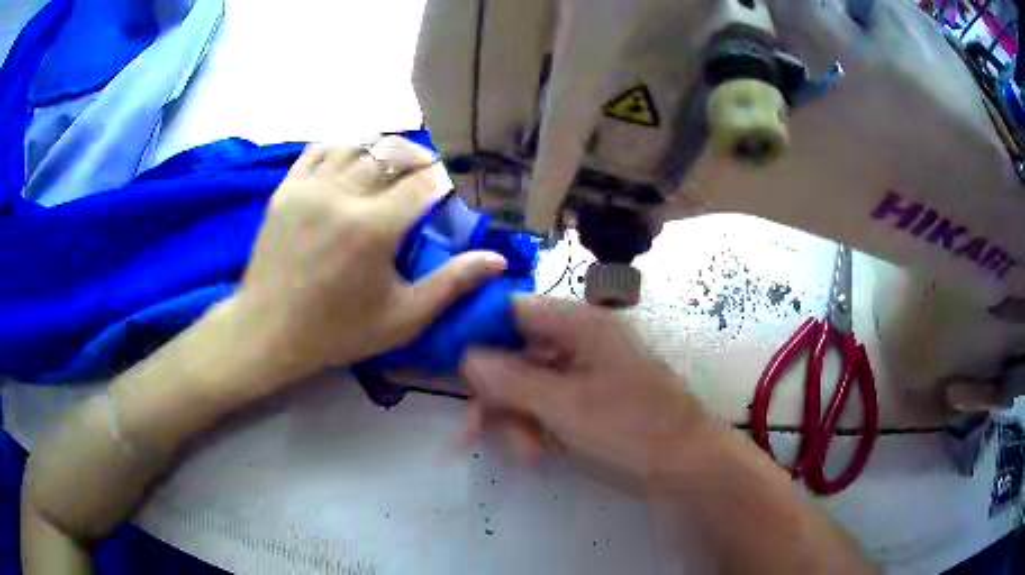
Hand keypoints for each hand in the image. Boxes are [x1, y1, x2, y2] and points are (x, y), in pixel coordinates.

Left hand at [226, 137, 506, 394]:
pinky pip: (322, 148)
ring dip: (385, 149)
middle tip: (430, 177)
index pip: (425, 182)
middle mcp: (341, 195)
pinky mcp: (287, 187)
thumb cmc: (337, 331)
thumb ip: (451, 285)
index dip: (447, 181)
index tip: (455, 191)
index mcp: (373, 228)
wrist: (267, 330)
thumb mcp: (402, 319)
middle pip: (394, 153)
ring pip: (359, 143)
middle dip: (421, 159)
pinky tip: (355, 161)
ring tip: (395, 166)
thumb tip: (497, 260)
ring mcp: (309, 186)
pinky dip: (346, 147)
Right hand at [461, 296, 709, 484]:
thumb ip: (510, 379)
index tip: (451, 368)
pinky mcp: (589, 396)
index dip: (478, 334)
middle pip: (516, 353)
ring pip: (529, 383)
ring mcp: (585, 369)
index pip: (513, 310)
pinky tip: (536, 453)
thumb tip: (465, 356)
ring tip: (525, 454)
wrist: (686, 463)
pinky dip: (536, 425)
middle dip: (497, 395)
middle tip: (474, 431)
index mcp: (579, 323)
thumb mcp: (563, 405)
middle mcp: (579, 338)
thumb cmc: (630, 427)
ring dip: (517, 418)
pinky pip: (548, 401)